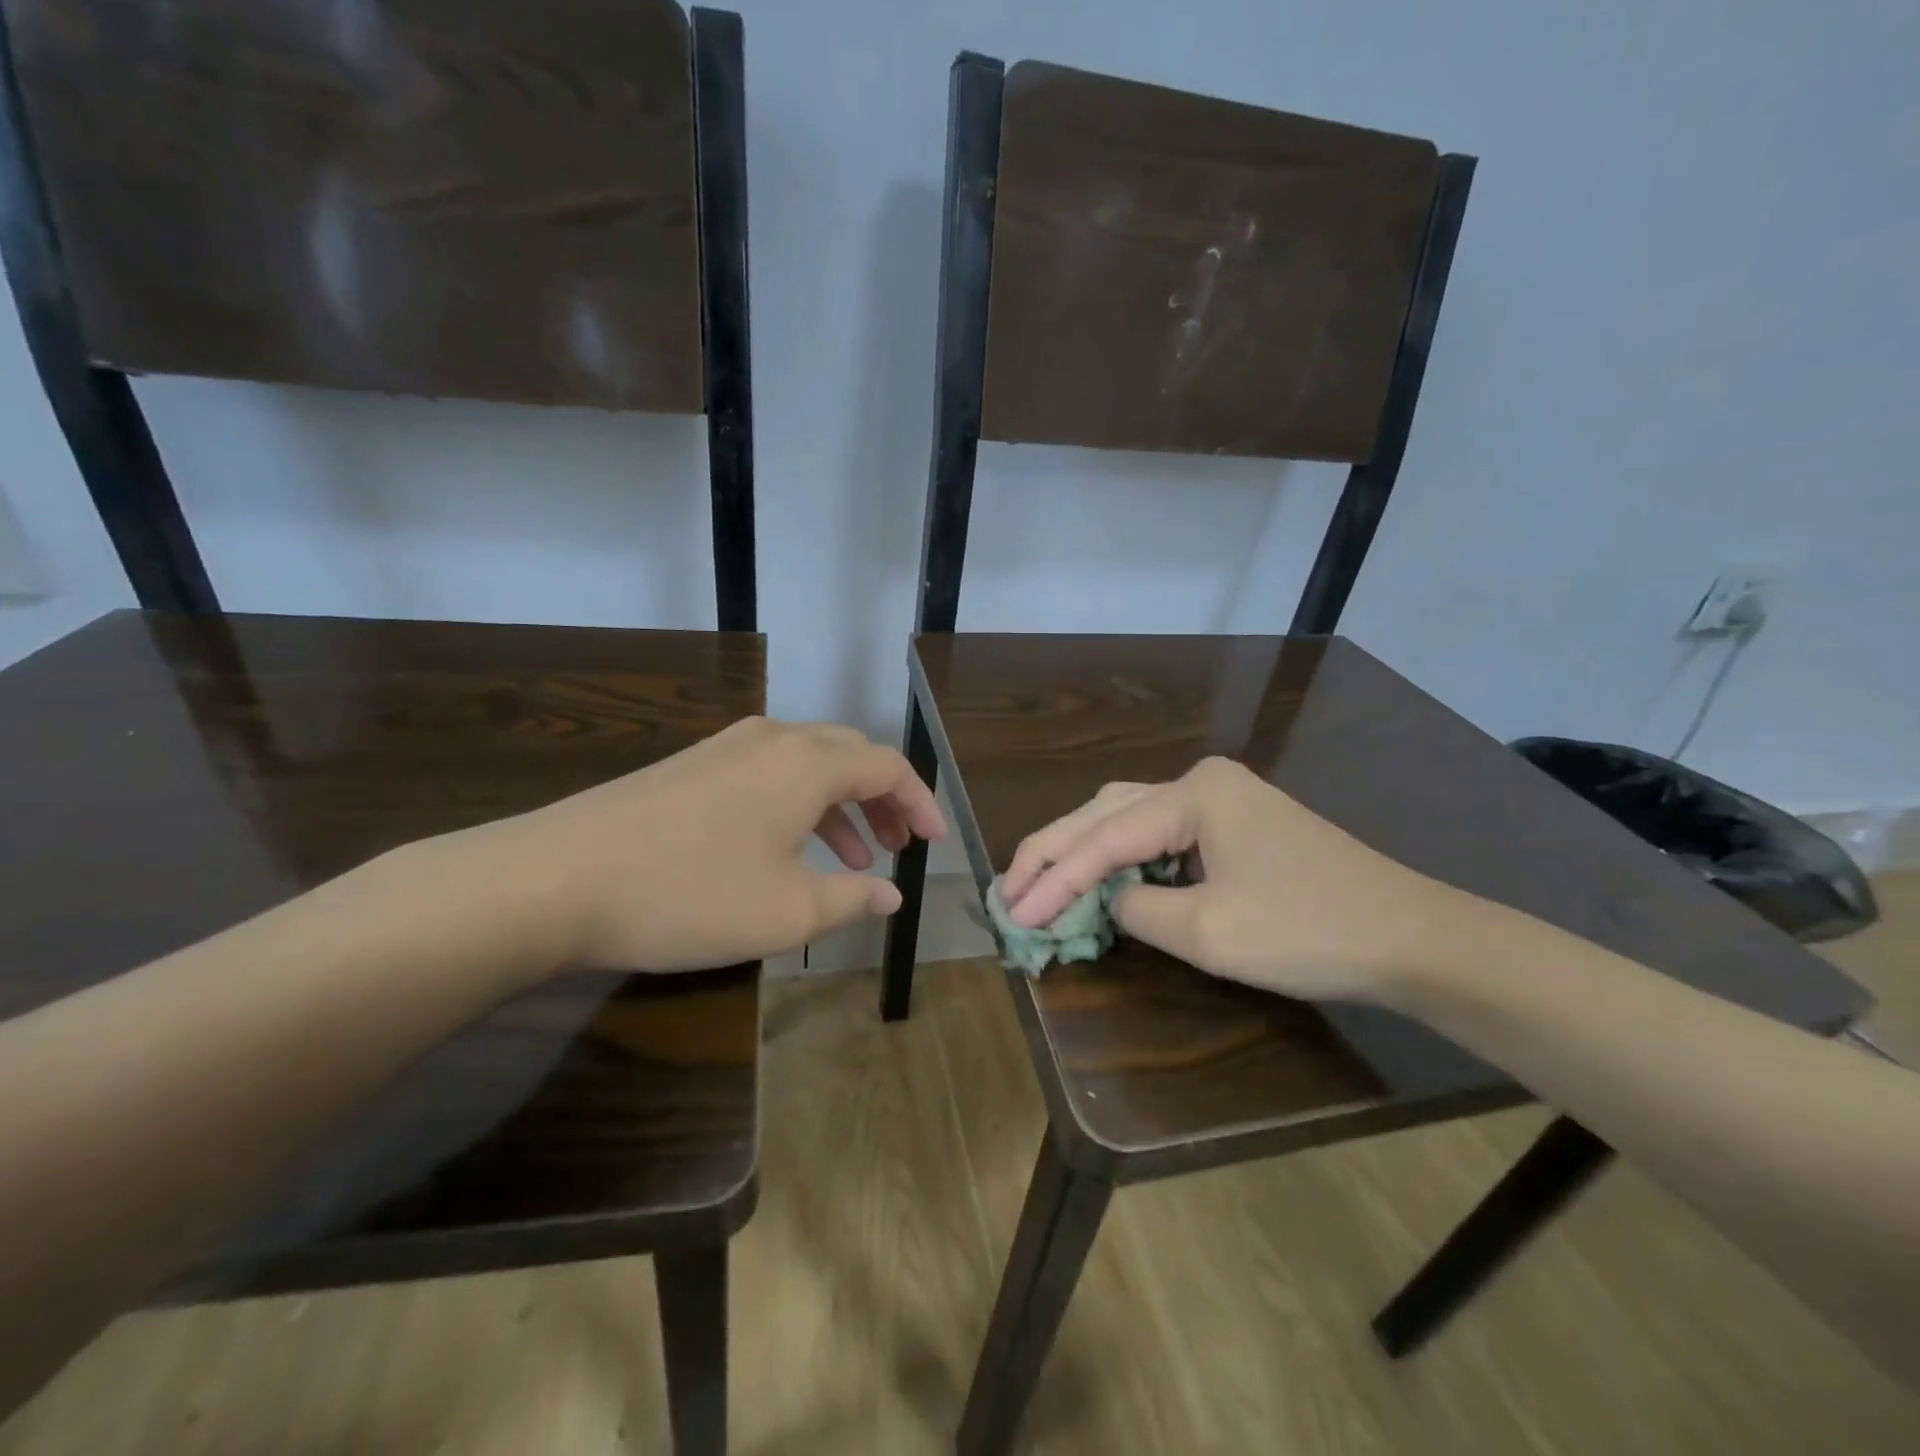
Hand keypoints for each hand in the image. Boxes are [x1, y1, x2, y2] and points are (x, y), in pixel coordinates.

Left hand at [447, 718, 945, 977]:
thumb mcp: (787, 912)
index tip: (935, 842)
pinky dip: (798, 804)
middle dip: (883, 800)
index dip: (919, 802)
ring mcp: (726, 748)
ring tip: (854, 856)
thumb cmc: (690, 893)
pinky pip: (769, 773)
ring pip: (808, 764)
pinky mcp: (692, 766)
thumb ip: (852, 899)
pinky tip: (785, 848)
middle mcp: (773, 739)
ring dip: (841, 805)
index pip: (888, 766)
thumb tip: (892, 894)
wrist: (555, 879)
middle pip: (851, 755)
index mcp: (807, 763)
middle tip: (898, 846)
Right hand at [998, 758, 1466, 1002]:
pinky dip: (1122, 857)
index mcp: (1193, 793)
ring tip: (1039, 880)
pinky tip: (1100, 878)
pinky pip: (1159, 833)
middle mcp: (1199, 781)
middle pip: (1105, 812)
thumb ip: (1137, 909)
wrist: (1413, 938)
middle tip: (1009, 890)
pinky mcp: (1233, 823)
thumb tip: (1107, 901)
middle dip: (1054, 852)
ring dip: (1082, 850)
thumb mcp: (1209, 932)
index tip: (1011, 914)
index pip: (1102, 839)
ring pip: (1127, 816)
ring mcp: (1220, 799)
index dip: (1052, 879)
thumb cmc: (1310, 932)